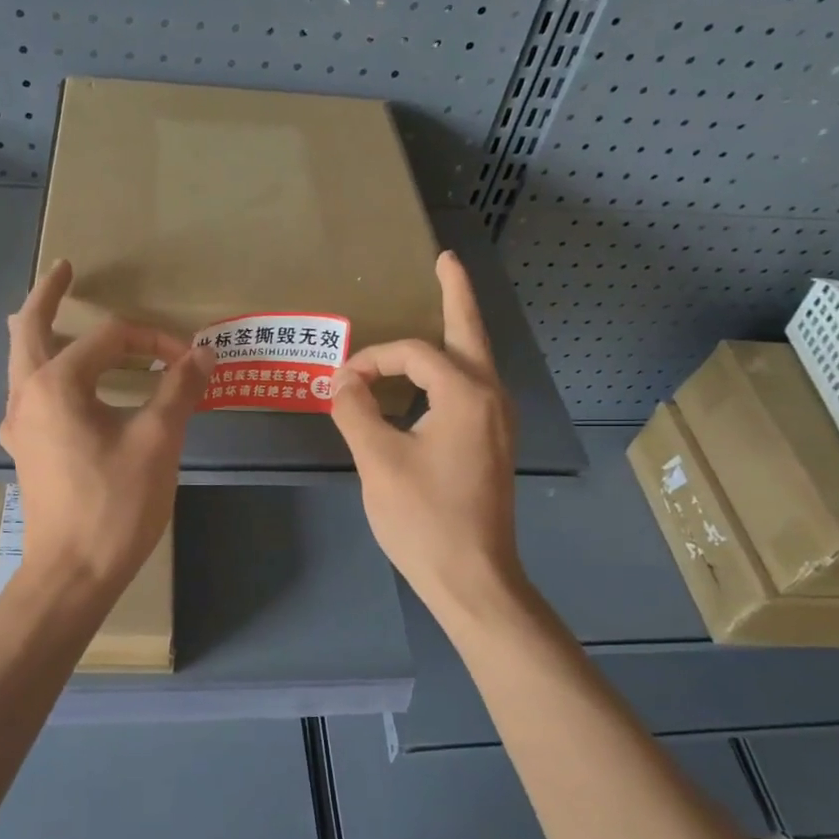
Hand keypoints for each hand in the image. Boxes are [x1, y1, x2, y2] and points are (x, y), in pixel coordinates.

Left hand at [0, 261, 214, 591]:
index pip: (110, 338)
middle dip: (49, 295)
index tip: (189, 363)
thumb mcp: (157, 441)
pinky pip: (28, 394)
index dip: (154, 341)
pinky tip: (58, 385)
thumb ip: (178, 389)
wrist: (73, 573)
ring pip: (22, 361)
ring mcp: (20, 425)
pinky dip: (42, 372)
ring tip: (48, 312)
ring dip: (37, 331)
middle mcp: (27, 395)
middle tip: (65, 269)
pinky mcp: (26, 451)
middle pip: (30, 329)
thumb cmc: (115, 505)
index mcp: (56, 384)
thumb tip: (203, 353)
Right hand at [330, 250, 521, 619]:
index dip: (373, 358)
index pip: (414, 353)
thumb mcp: (378, 461)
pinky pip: (473, 389)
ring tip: (441, 304)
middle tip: (445, 260)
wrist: (473, 578)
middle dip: (456, 294)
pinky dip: (451, 370)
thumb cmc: (424, 519)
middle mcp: (492, 398)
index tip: (340, 381)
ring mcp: (498, 422)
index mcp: (467, 394)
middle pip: (470, 333)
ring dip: (454, 334)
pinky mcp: (493, 443)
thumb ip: (355, 411)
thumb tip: (342, 380)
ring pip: (475, 362)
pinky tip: (432, 378)